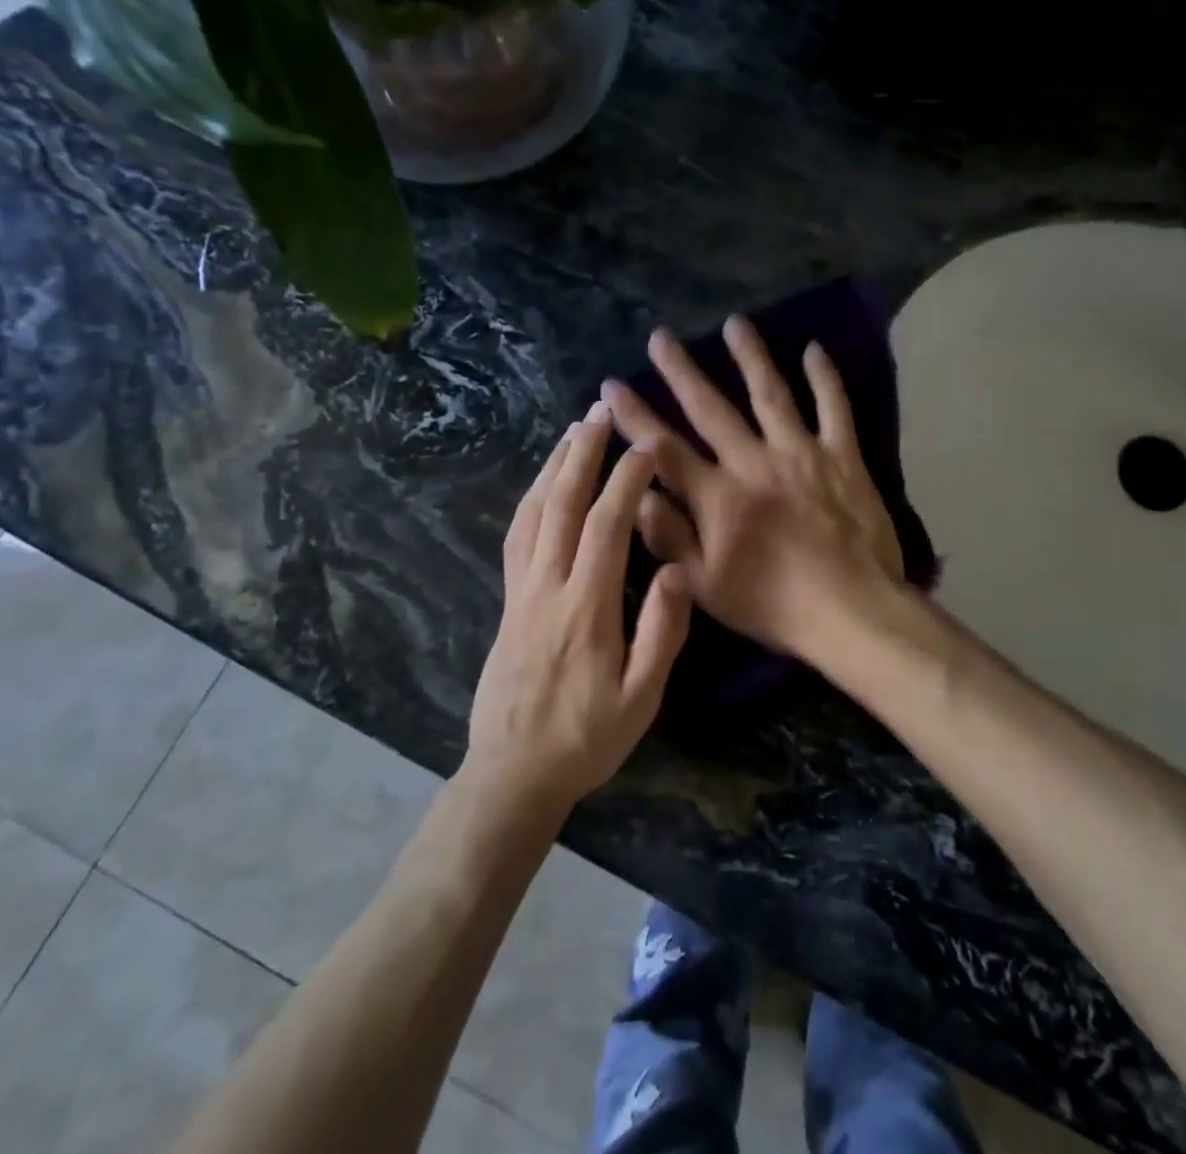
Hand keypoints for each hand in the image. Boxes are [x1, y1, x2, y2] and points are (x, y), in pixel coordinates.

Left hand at [462, 406, 692, 808]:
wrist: (513, 773)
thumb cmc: (586, 739)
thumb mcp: (640, 699)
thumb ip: (661, 633)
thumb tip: (676, 569)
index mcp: (586, 607)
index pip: (606, 524)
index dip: (626, 478)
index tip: (647, 446)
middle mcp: (547, 587)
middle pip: (562, 504)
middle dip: (582, 452)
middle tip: (600, 411)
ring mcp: (521, 591)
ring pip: (532, 514)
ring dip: (553, 467)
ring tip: (572, 432)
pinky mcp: (508, 601)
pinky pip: (516, 536)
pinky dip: (531, 500)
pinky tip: (543, 486)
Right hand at [599, 317, 904, 667]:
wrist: (850, 611)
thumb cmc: (773, 605)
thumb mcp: (705, 585)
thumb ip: (669, 537)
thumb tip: (637, 494)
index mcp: (718, 496)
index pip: (664, 447)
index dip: (635, 415)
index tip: (612, 386)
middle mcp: (754, 462)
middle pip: (711, 407)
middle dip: (681, 370)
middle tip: (660, 336)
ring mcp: (801, 453)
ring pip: (770, 393)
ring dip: (750, 356)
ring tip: (735, 324)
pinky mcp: (842, 456)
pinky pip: (834, 408)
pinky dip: (825, 378)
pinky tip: (814, 350)